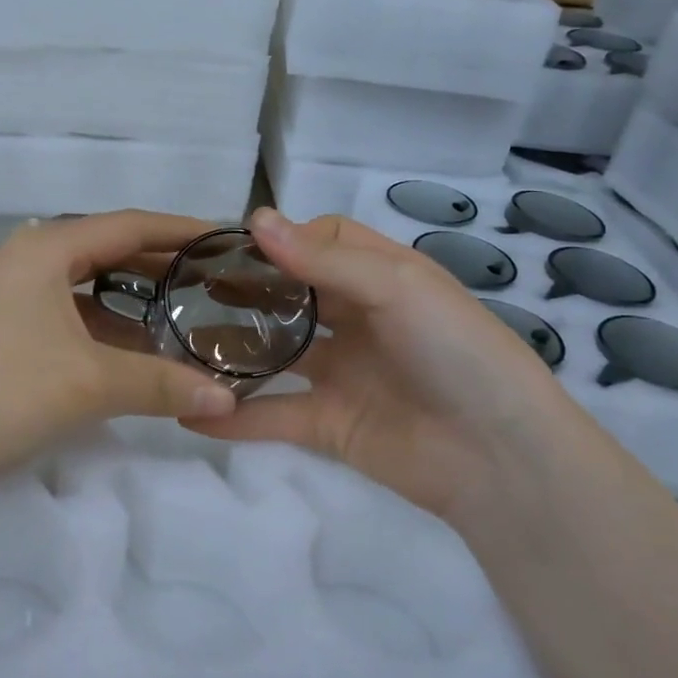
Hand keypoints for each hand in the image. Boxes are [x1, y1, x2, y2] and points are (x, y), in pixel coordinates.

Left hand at [0, 210, 237, 508]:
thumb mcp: (90, 383)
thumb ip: (162, 384)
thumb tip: (228, 399)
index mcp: (46, 249)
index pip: (129, 225)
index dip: (182, 230)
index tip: (227, 240)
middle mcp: (24, 260)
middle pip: (106, 251)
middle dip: (159, 266)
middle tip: (212, 281)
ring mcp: (4, 296)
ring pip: (83, 287)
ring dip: (130, 302)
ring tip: (179, 316)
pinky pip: (63, 316)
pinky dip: (101, 329)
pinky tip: (126, 354)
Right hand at [184, 208, 584, 516]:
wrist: (500, 459)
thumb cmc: (456, 352)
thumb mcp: (398, 288)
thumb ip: (323, 260)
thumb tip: (255, 218)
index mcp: (382, 277)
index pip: (324, 241)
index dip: (282, 238)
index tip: (227, 243)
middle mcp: (359, 320)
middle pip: (293, 295)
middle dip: (246, 290)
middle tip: (186, 289)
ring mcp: (342, 374)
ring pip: (277, 354)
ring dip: (235, 351)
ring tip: (177, 344)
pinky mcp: (329, 424)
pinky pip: (274, 415)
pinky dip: (236, 418)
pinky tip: (190, 414)